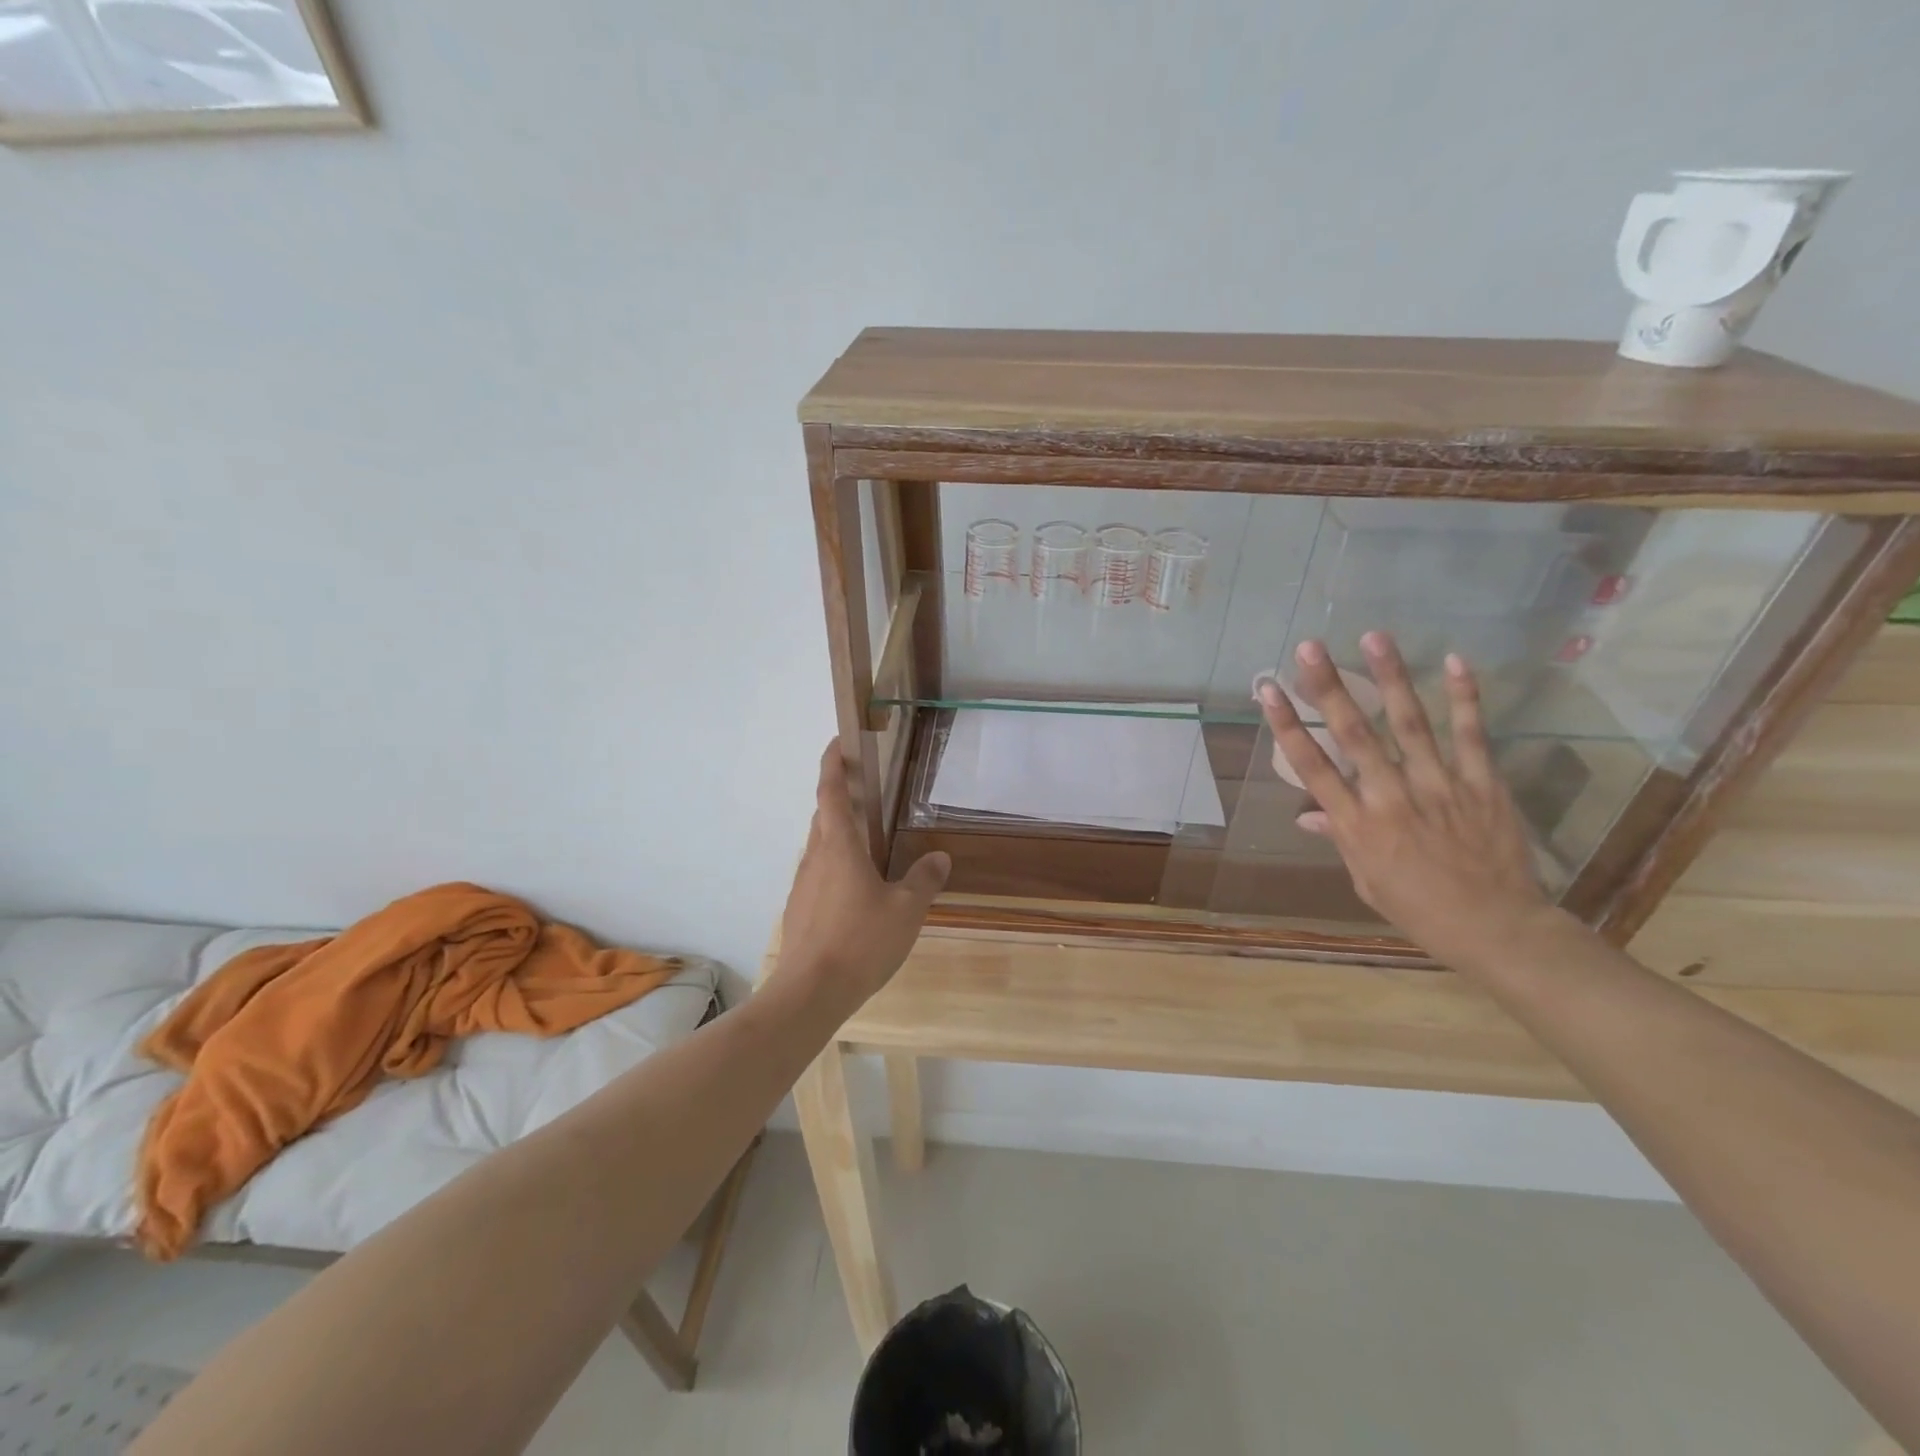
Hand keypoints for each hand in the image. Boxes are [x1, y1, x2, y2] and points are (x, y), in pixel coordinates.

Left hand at [773, 741, 950, 1016]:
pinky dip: (835, 866)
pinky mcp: (800, 910)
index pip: (832, 792)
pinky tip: (856, 891)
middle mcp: (816, 858)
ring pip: (820, 846)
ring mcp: (803, 884)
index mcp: (839, 847)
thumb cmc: (861, 941)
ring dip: (838, 833)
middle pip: (823, 816)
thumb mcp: (906, 910)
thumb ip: (924, 880)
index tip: (837, 742)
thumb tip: (939, 857)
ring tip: (867, 842)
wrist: (810, 992)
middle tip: (865, 790)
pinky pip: (819, 874)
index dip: (832, 763)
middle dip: (839, 797)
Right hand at [1257, 634, 1554, 970]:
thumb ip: (1340, 837)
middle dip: (1328, 688)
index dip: (1287, 724)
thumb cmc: (1418, 908)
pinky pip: (1472, 735)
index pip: (1313, 765)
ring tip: (1373, 637)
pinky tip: (1454, 661)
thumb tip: (1307, 814)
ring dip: (1390, 677)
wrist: (1496, 928)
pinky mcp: (1482, 784)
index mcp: (1357, 824)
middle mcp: (1391, 797)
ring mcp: (1439, 786)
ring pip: (1410, 723)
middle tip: (1310, 648)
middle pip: (1354, 734)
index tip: (1268, 689)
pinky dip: (1465, 697)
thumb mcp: (1365, 879)